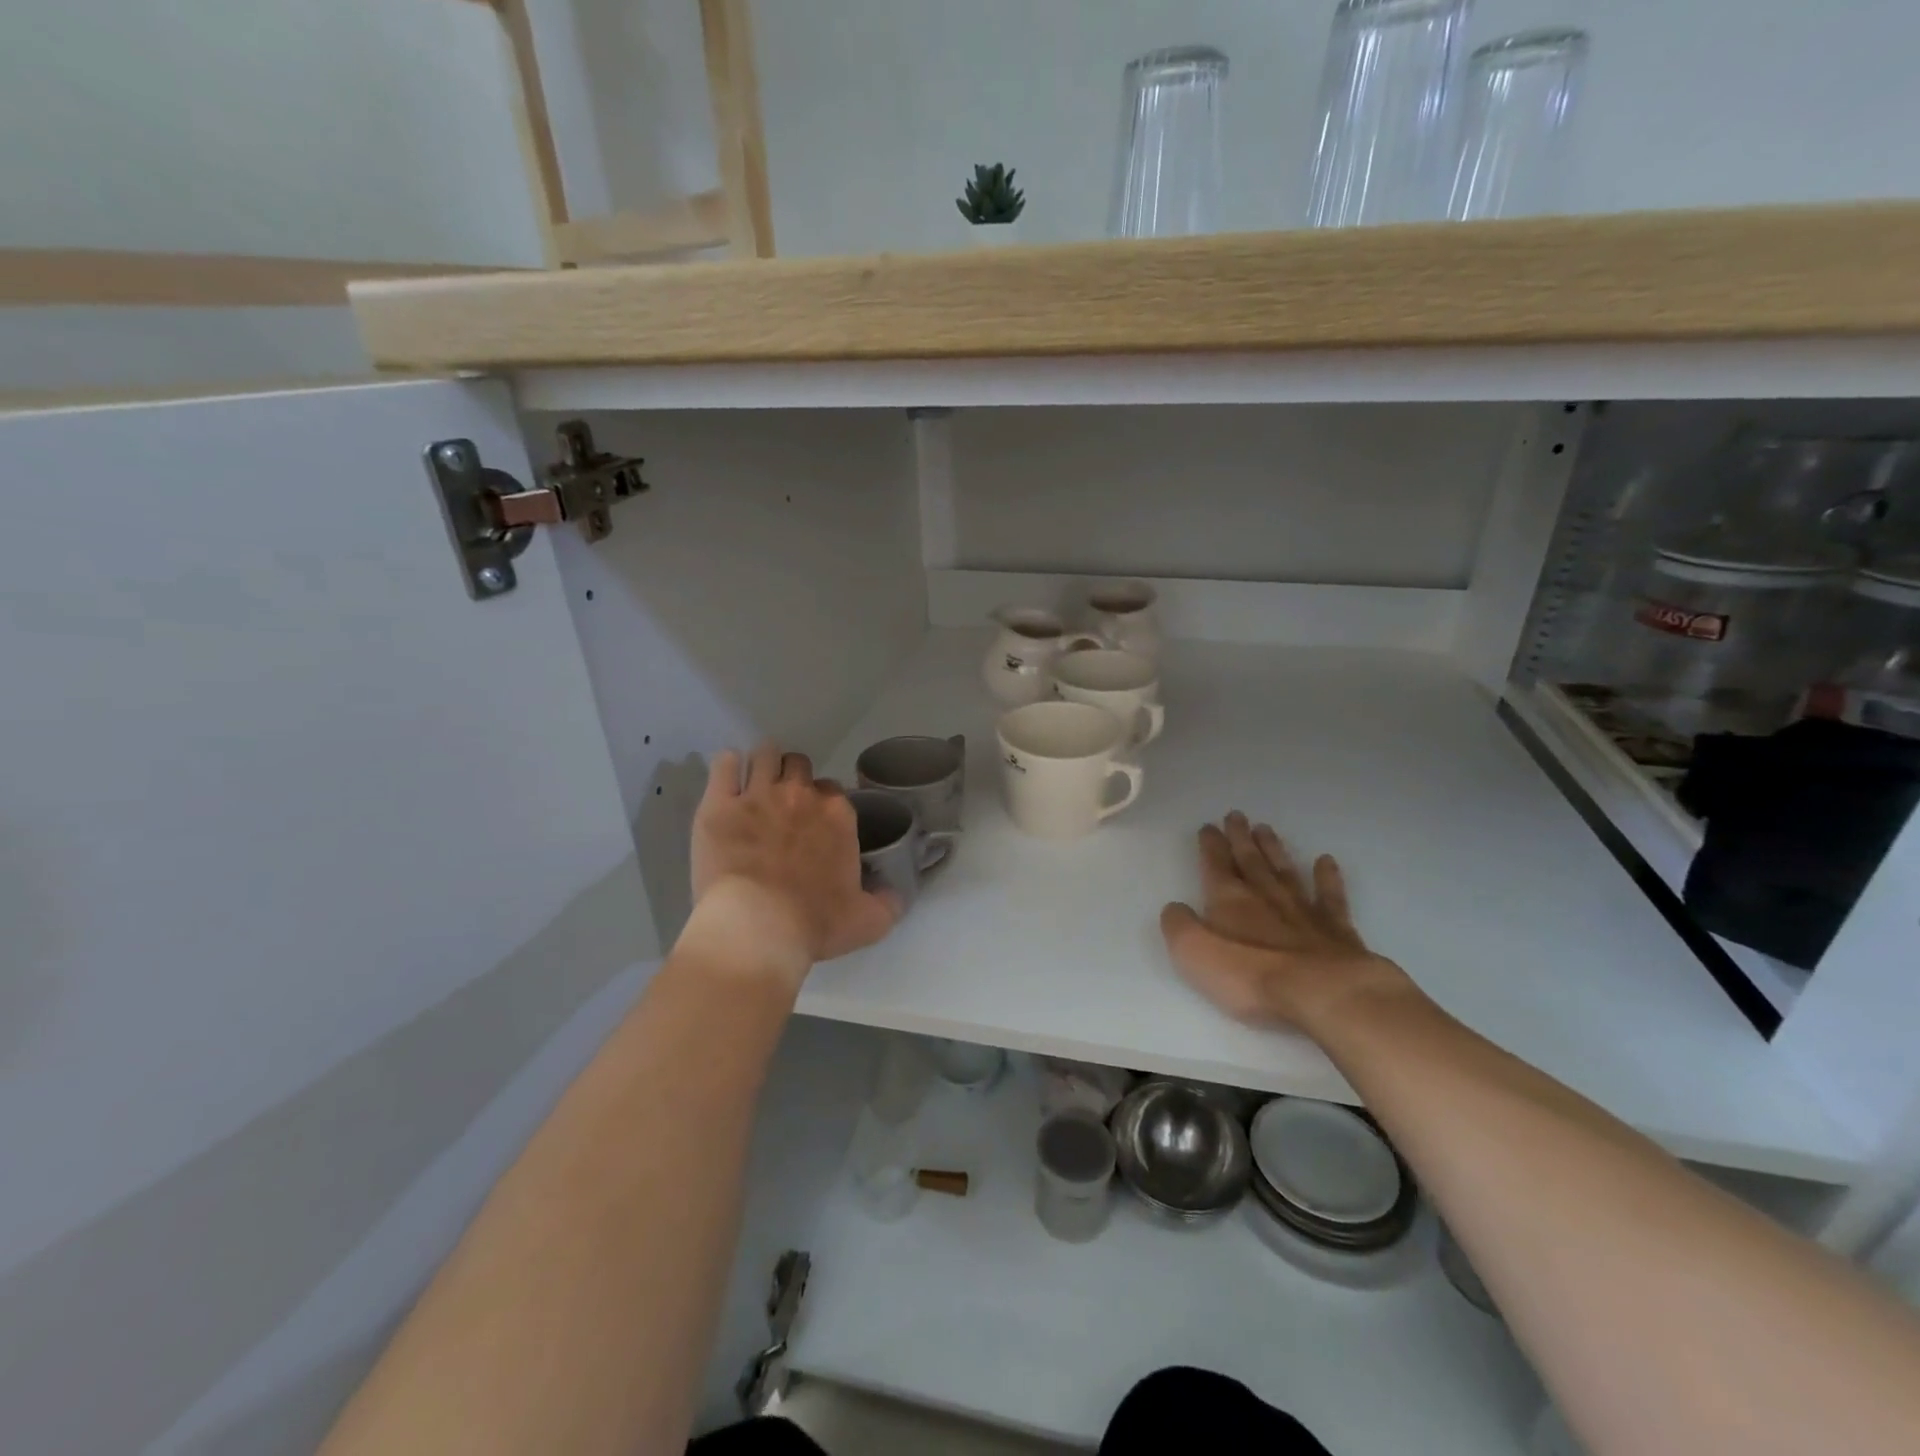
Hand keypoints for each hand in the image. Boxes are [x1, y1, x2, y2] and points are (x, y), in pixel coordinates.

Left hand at [686, 741, 899, 981]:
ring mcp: (758, 794)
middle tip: (782, 803)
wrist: (758, 928)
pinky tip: (726, 778)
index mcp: (837, 815)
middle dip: (792, 778)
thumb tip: (896, 895)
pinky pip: (725, 764)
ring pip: (764, 755)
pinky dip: (728, 765)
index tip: (814, 822)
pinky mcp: (719, 804)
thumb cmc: (814, 925)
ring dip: (763, 764)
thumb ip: (887, 904)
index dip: (823, 804)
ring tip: (755, 782)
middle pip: (798, 765)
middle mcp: (801, 795)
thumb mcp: (867, 921)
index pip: (833, 790)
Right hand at [1160, 812, 1411, 1035]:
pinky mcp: (1336, 929)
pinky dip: (1327, 877)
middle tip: (1236, 815)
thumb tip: (1175, 908)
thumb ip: (1179, 926)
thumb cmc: (1250, 974)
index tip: (1208, 827)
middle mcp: (1264, 895)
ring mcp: (1302, 910)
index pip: (1215, 864)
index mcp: (1228, 899)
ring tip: (1266, 829)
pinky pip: (1329, 896)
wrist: (1322, 992)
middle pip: (1249, 860)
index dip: (1210, 845)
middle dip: (1240, 838)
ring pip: (1284, 870)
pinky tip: (1325, 861)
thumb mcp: (1193, 952)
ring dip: (1273, 849)